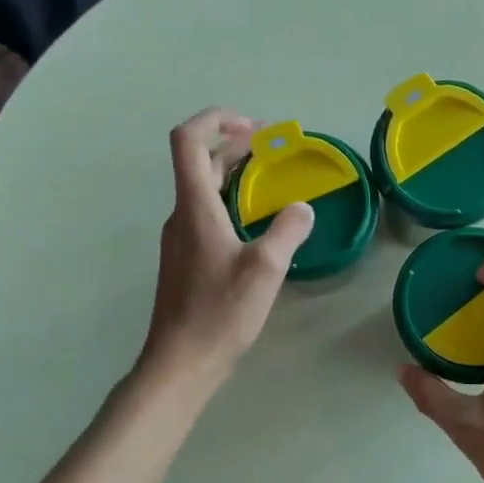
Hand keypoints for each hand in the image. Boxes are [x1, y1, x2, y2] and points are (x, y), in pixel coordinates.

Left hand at [141, 110, 313, 391]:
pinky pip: (206, 211)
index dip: (215, 119)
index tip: (253, 126)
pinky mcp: (186, 258)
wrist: (181, 362)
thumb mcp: (265, 270)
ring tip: (267, 173)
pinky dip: (229, 198)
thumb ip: (287, 232)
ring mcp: (181, 237)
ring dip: (231, 170)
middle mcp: (182, 215)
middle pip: (197, 160)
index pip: (188, 141)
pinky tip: (255, 218)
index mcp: (195, 208)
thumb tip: (302, 209)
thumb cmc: (219, 313)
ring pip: (202, 186)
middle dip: (232, 142)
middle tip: (271, 145)